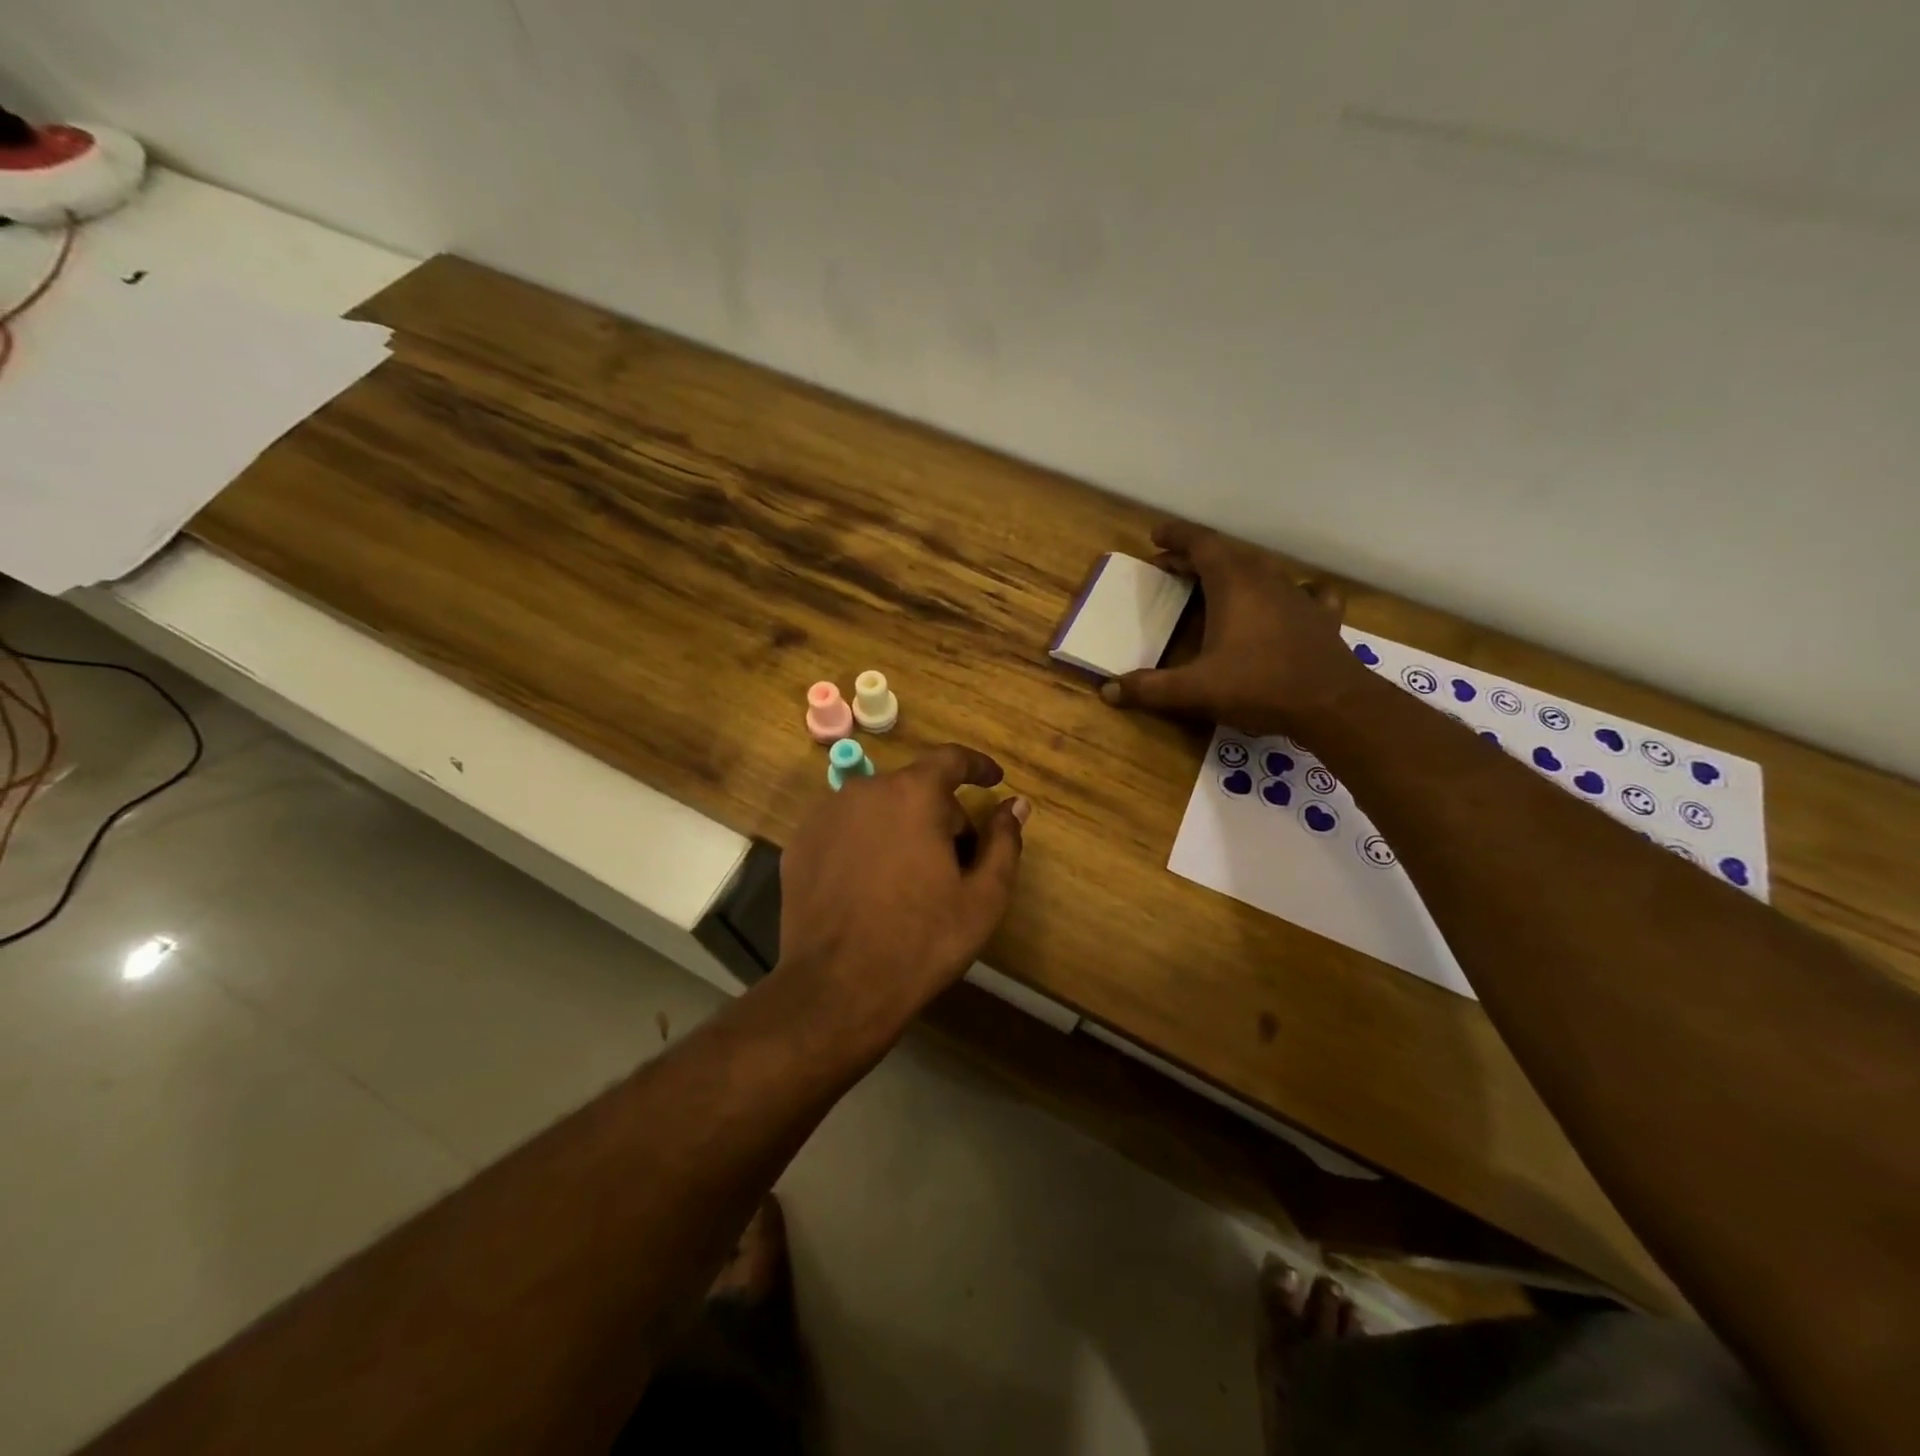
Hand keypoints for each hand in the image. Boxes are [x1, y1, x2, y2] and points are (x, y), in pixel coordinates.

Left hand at [776, 744, 1029, 1051]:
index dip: (978, 766)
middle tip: (957, 861)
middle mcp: (865, 791)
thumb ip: (1004, 841)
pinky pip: (847, 829)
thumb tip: (1016, 804)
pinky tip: (873, 886)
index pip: (951, 759)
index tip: (994, 779)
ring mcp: (826, 816)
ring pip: (879, 808)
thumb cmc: (922, 941)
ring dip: (902, 827)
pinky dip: (867, 843)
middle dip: (941, 814)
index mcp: (913, 794)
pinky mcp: (801, 843)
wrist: (837, 988)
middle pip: (915, 788)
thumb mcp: (983, 897)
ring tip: (912, 878)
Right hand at [1100, 521, 1365, 736]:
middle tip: (1172, 568)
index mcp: (1233, 584)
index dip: (1176, 536)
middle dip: (1197, 556)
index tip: (1156, 536)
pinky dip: (1287, 591)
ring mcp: (1297, 595)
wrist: (1331, 704)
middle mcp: (1265, 579)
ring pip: (1261, 569)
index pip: (1201, 544)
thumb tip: (1107, 691)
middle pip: (1227, 554)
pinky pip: (1304, 592)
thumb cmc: (1258, 686)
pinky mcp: (1321, 616)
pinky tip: (1287, 600)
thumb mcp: (1195, 690)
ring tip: (1215, 584)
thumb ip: (1150, 689)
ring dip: (1234, 570)